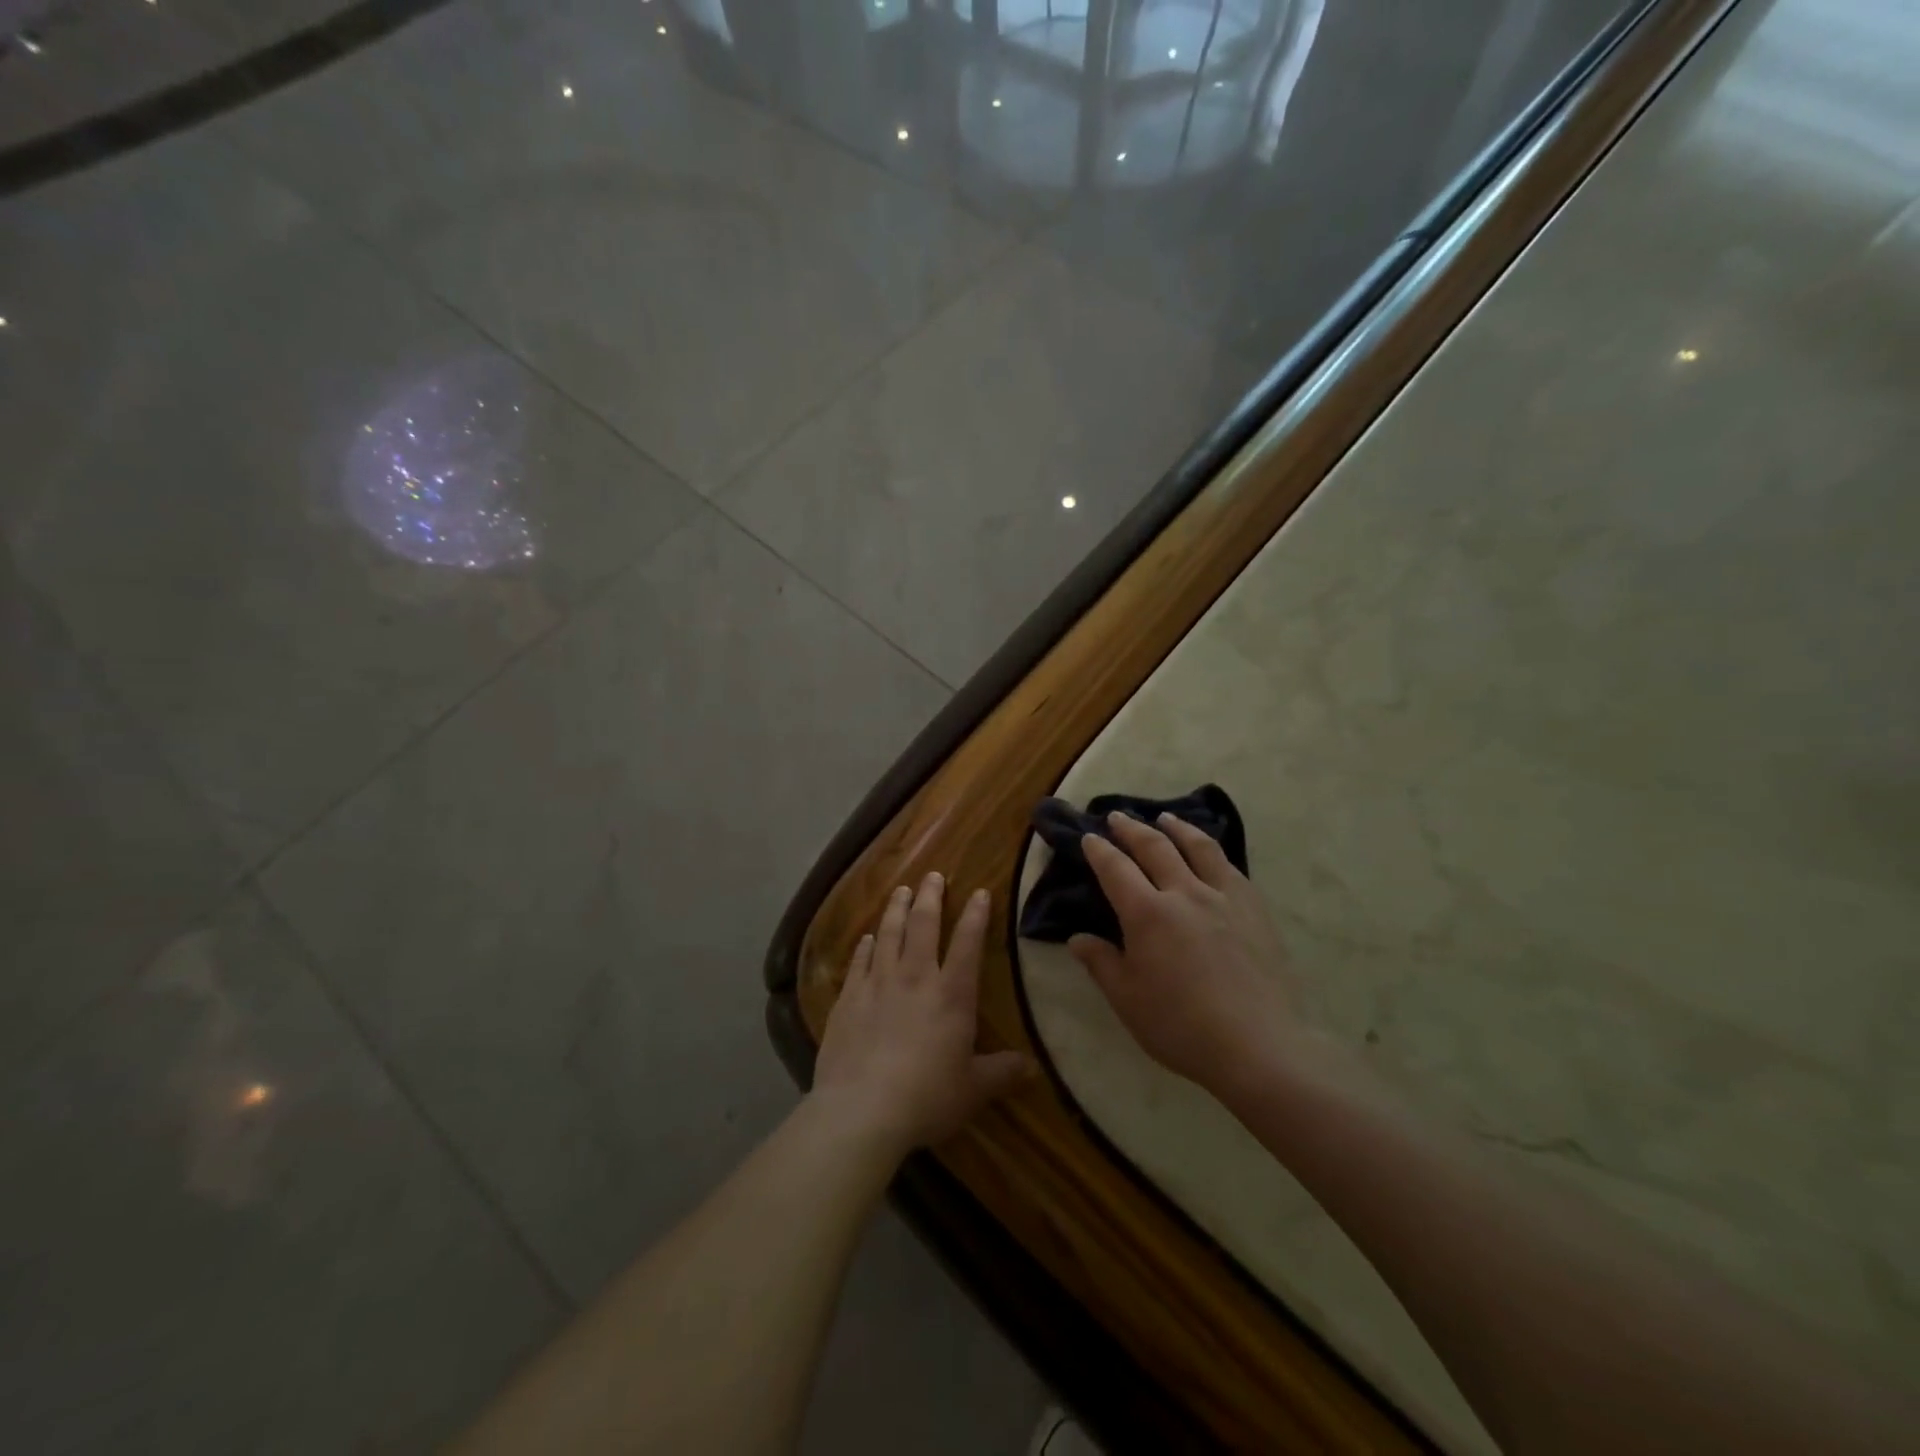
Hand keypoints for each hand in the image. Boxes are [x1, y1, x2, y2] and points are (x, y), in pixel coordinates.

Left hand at [813, 873, 1034, 1158]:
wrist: (862, 1110)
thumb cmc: (927, 1097)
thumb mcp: (974, 1089)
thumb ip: (1002, 1073)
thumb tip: (1033, 1068)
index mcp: (952, 994)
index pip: (968, 943)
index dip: (976, 915)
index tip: (980, 891)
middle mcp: (915, 977)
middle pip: (924, 925)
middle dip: (931, 897)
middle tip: (932, 875)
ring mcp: (878, 984)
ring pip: (889, 934)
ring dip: (896, 910)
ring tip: (901, 891)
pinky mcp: (848, 998)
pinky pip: (859, 961)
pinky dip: (865, 946)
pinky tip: (867, 938)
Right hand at [1069, 812, 1298, 1095]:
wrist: (1257, 1046)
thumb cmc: (1180, 1026)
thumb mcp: (1127, 999)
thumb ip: (1100, 963)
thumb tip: (1077, 938)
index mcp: (1147, 913)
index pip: (1116, 869)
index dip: (1099, 850)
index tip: (1089, 837)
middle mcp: (1184, 893)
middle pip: (1155, 847)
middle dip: (1132, 829)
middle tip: (1118, 817)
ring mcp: (1224, 897)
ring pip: (1198, 847)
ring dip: (1177, 828)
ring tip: (1166, 818)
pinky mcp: (1255, 910)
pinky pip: (1230, 868)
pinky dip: (1213, 852)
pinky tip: (1211, 855)